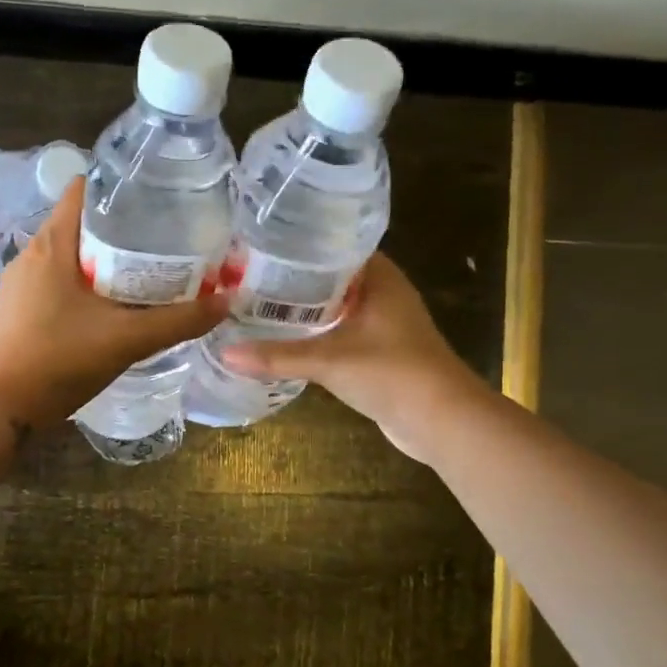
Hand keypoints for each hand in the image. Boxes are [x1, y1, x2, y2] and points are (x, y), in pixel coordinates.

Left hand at [0, 179, 224, 430]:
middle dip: (121, 228)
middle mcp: (32, 254)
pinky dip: (85, 284)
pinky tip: (111, 307)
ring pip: (70, 255)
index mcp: (52, 244)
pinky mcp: (19, 308)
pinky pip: (57, 280)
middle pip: (81, 223)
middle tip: (163, 241)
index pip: (85, 190)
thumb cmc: (60, 361)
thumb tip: (226, 301)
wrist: (3, 408)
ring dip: (104, 259)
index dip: (120, 189)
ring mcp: (21, 283)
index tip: (156, 201)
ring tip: (145, 272)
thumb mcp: (127, 339)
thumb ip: (179, 321)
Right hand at [221, 253, 482, 463]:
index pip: (334, 246)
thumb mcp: (329, 361)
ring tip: (255, 304)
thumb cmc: (392, 373)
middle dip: (292, 279)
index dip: (299, 245)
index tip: (259, 246)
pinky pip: (338, 332)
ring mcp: (382, 324)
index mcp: (379, 278)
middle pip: (329, 277)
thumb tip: (225, 353)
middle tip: (246, 276)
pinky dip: (314, 333)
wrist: (441, 421)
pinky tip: (282, 338)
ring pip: (334, 306)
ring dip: (302, 308)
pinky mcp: (378, 351)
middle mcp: (382, 293)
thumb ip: (277, 356)